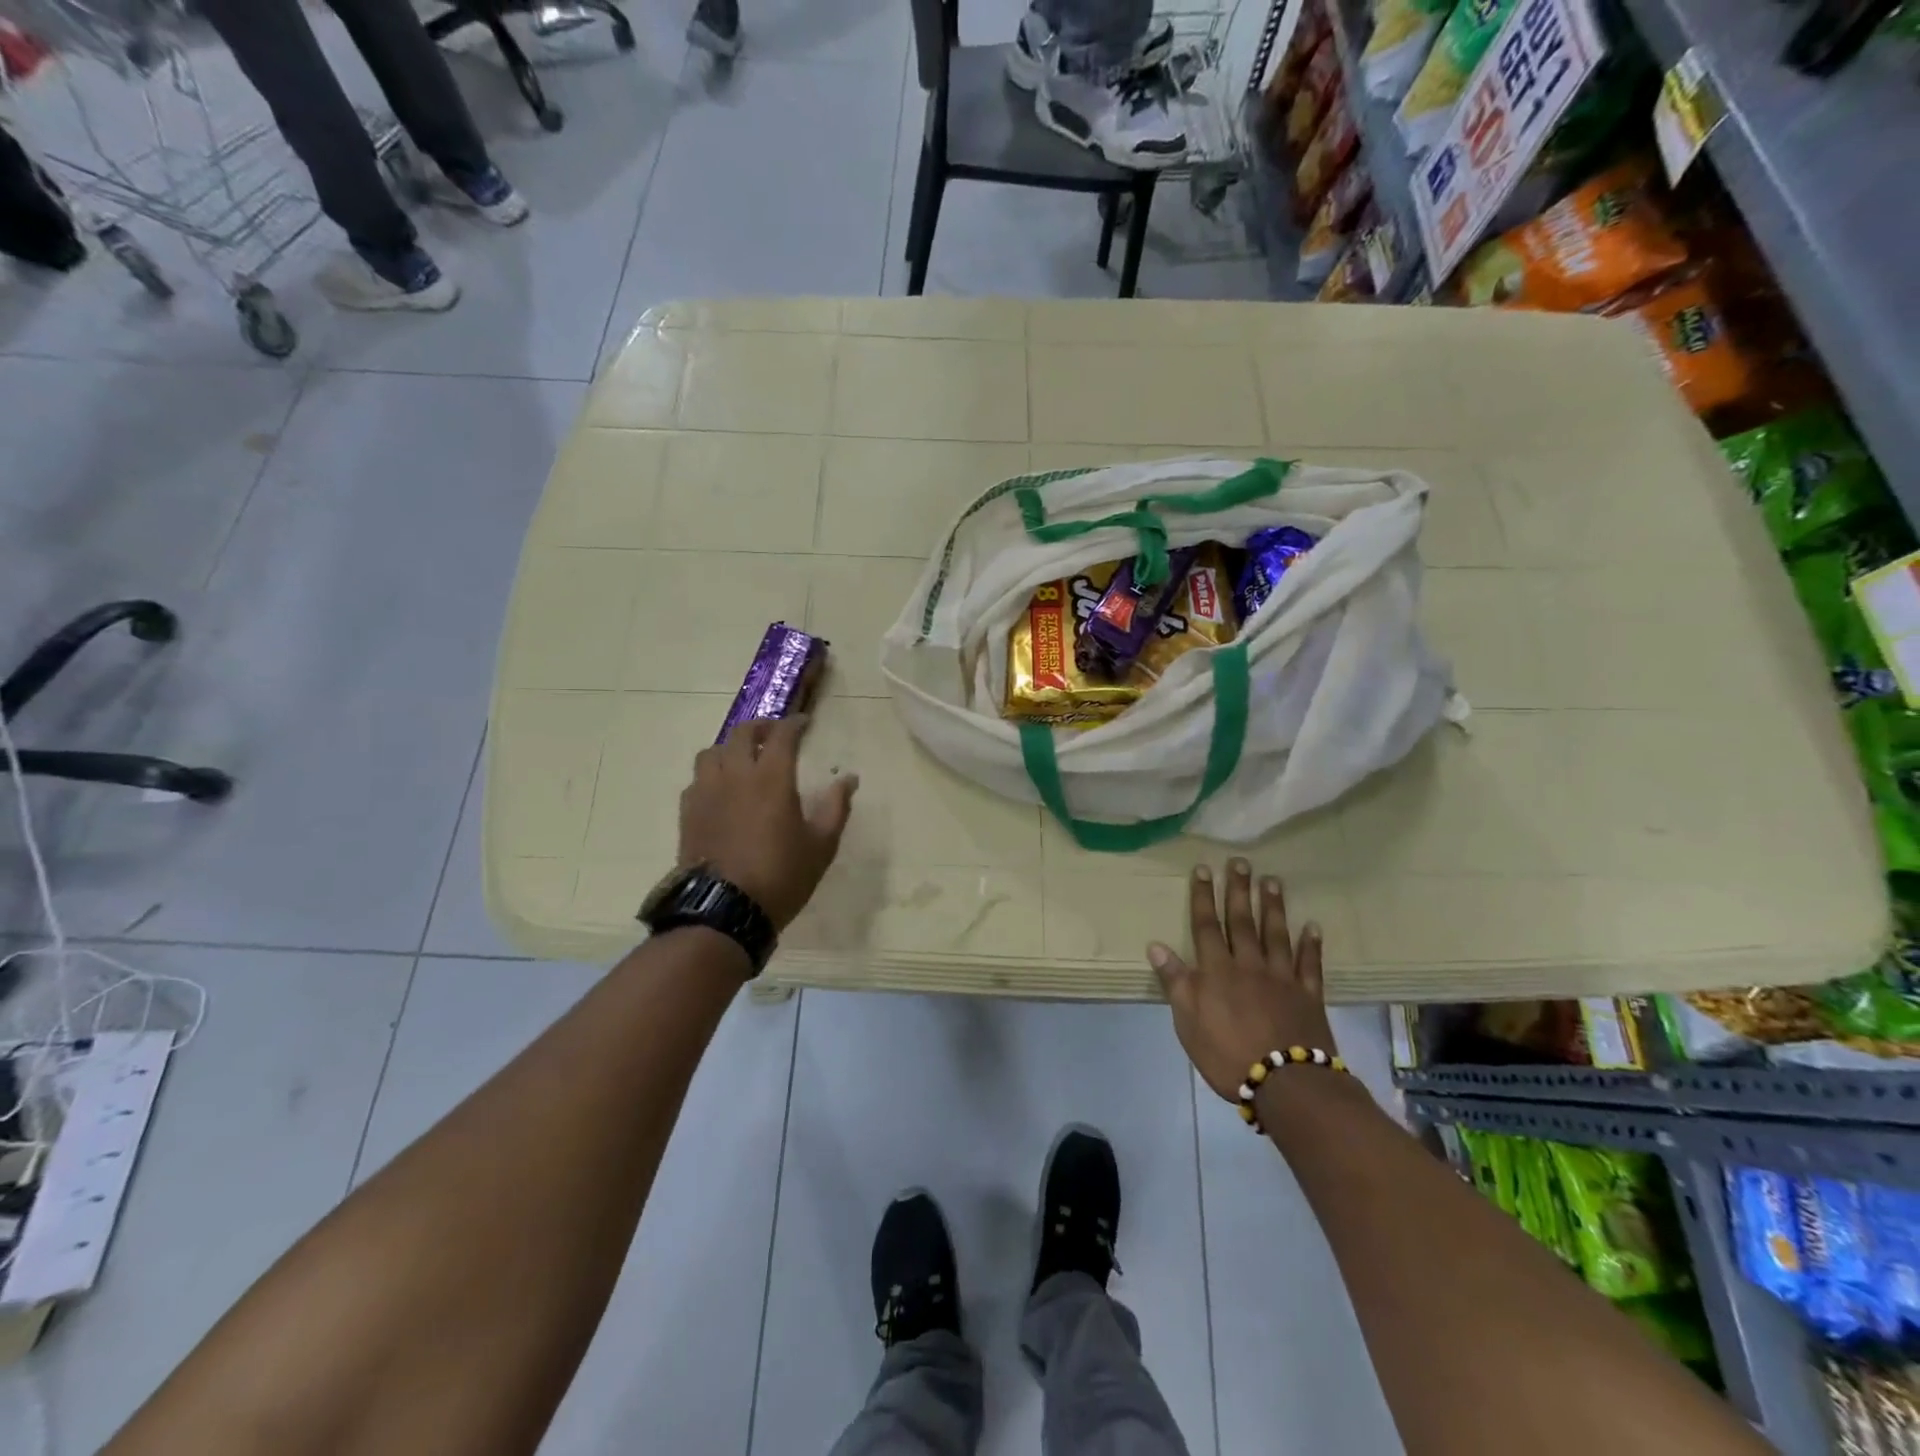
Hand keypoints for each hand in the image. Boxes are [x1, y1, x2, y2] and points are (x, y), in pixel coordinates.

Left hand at [678, 717, 858, 930]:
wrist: (724, 910)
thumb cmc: (781, 876)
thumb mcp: (821, 845)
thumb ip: (836, 807)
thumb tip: (849, 779)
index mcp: (772, 779)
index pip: (782, 736)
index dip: (794, 724)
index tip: (804, 723)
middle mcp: (736, 775)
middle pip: (743, 734)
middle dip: (761, 728)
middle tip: (775, 735)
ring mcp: (707, 792)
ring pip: (713, 752)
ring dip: (731, 748)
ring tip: (744, 759)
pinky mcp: (688, 812)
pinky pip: (698, 779)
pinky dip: (713, 774)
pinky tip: (721, 789)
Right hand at [1148, 861, 1337, 1103]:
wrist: (1286, 1083)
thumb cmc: (1227, 1054)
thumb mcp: (1188, 1022)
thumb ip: (1176, 982)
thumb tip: (1156, 946)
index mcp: (1217, 971)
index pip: (1206, 926)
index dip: (1203, 897)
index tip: (1204, 869)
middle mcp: (1249, 965)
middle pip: (1242, 921)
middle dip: (1239, 890)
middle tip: (1241, 862)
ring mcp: (1282, 978)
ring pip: (1276, 934)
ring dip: (1273, 907)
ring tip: (1272, 881)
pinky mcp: (1308, 995)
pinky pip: (1310, 964)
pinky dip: (1311, 944)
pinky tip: (1313, 926)